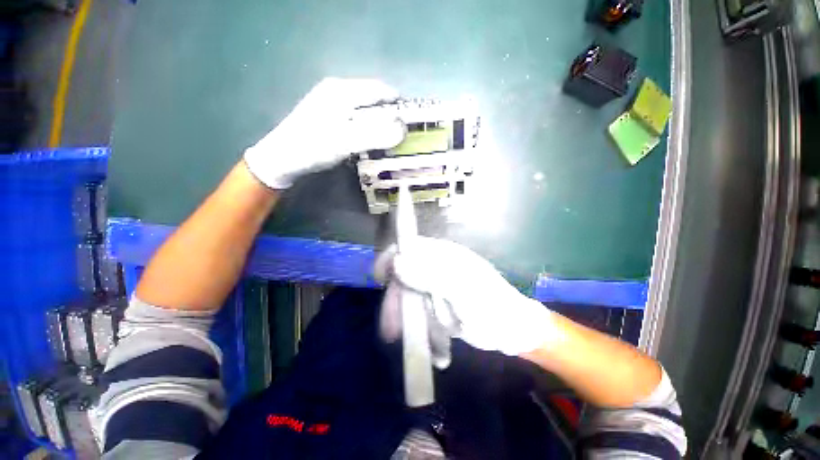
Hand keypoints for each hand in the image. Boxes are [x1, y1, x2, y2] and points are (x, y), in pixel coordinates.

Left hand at [244, 78, 405, 188]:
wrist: (282, 159)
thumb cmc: (313, 146)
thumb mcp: (346, 141)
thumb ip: (376, 134)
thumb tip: (404, 129)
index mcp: (343, 90)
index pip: (381, 90)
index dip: (398, 105)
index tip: (412, 123)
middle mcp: (338, 91)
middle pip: (374, 100)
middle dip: (390, 117)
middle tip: (401, 137)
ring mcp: (332, 104)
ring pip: (366, 111)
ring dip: (379, 125)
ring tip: (389, 143)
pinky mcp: (330, 118)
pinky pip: (357, 120)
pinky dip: (368, 130)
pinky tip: (370, 143)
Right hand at [375, 236, 554, 355]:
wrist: (513, 331)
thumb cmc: (491, 307)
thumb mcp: (462, 291)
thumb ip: (430, 275)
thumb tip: (397, 261)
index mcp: (445, 256)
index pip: (411, 246)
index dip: (392, 257)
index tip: (380, 278)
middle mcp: (438, 267)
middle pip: (406, 273)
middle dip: (396, 298)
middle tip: (391, 326)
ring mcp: (438, 286)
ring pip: (410, 294)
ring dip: (404, 315)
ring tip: (401, 338)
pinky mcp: (438, 303)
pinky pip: (420, 310)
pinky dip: (417, 324)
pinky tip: (423, 341)